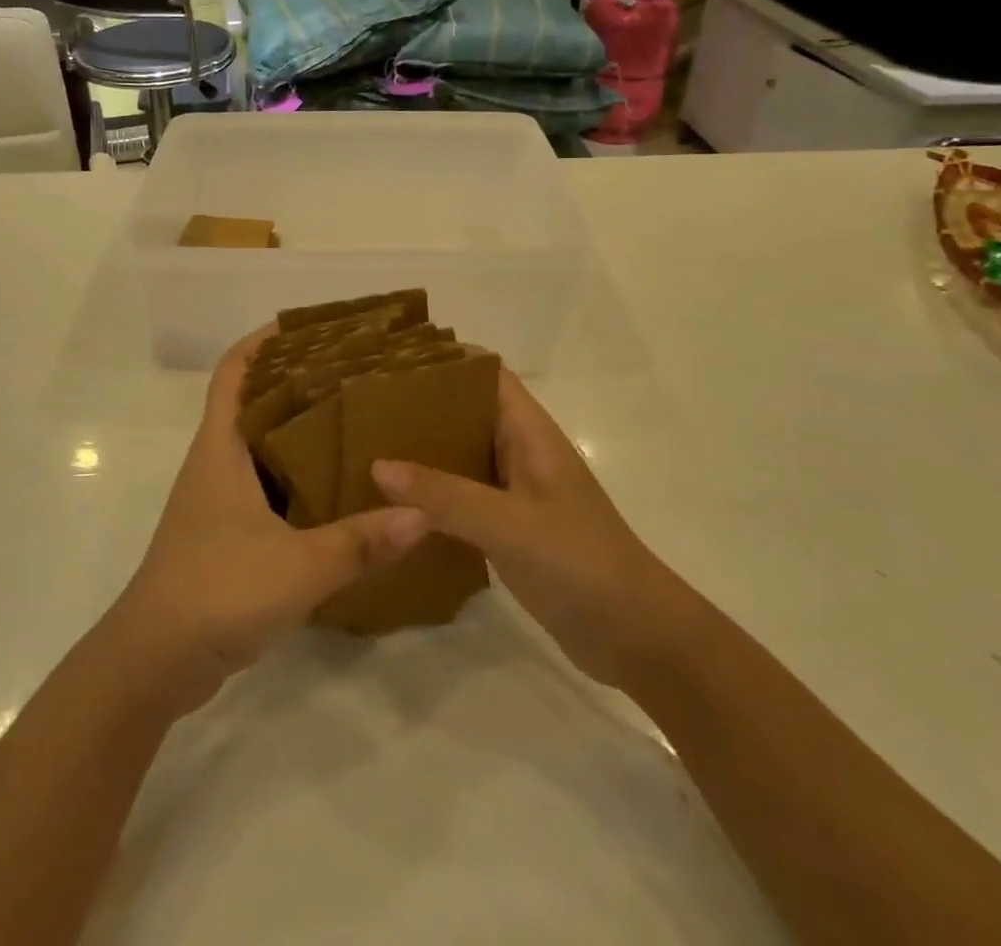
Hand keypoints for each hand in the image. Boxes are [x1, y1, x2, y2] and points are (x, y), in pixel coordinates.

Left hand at [105, 326, 428, 713]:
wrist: (155, 661)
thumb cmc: (216, 591)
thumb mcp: (298, 566)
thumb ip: (360, 541)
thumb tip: (421, 513)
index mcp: (220, 449)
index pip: (234, 372)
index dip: (262, 341)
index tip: (308, 326)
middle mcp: (215, 464)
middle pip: (251, 403)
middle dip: (294, 381)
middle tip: (351, 373)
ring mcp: (216, 501)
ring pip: (259, 447)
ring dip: (296, 432)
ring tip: (353, 422)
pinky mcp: (224, 535)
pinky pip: (263, 487)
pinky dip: (294, 478)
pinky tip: (334, 491)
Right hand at [371, 369, 677, 689]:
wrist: (638, 639)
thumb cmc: (581, 564)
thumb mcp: (509, 524)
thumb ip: (444, 494)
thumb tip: (377, 464)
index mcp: (529, 433)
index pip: (485, 375)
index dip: (445, 361)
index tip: (391, 360)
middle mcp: (520, 453)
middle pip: (465, 412)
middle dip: (420, 405)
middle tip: (363, 406)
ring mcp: (514, 493)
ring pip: (459, 456)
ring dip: (420, 451)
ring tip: (364, 446)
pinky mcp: (508, 529)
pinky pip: (460, 498)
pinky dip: (429, 494)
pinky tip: (391, 503)